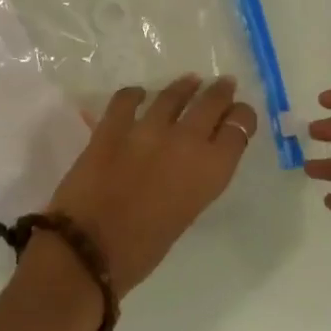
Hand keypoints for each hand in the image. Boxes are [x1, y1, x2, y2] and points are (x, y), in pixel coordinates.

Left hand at [47, 75, 257, 296]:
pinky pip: (128, 98)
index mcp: (210, 171)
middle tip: (224, 85)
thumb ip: (194, 181)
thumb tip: (189, 163)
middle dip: (220, 93)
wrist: (88, 249)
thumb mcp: (186, 213)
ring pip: (173, 94)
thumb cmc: (143, 250)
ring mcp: (147, 128)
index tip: (240, 115)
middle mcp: (185, 141)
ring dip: (184, 87)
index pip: (238, 129)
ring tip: (190, 81)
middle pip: (211, 103)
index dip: (242, 118)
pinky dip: (136, 95)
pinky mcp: (112, 125)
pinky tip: (138, 95)